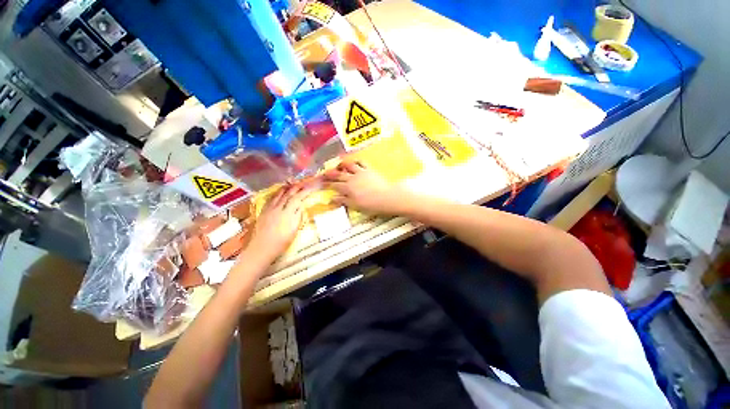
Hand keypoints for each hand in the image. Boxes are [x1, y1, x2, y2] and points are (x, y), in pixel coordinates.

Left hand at [247, 185, 312, 264]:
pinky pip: (271, 199)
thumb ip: (298, 216)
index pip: (298, 198)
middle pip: (288, 194)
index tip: (311, 187)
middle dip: (296, 188)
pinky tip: (278, 193)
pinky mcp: (263, 211)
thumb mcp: (294, 230)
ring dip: (286, 188)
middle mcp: (278, 208)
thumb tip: (301, 205)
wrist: (262, 248)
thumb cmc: (282, 242)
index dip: (305, 192)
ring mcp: (269, 209)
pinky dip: (276, 194)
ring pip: (279, 195)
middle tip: (302, 183)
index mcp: (288, 213)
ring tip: (291, 184)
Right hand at [324, 161, 405, 213]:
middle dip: (330, 174)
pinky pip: (361, 162)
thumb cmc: (371, 205)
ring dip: (342, 165)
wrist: (386, 198)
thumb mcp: (355, 205)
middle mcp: (352, 178)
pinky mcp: (369, 170)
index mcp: (348, 188)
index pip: (334, 185)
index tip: (321, 183)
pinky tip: (354, 161)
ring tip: (338, 164)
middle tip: (324, 172)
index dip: (327, 184)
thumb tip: (331, 198)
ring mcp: (361, 172)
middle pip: (339, 175)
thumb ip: (343, 201)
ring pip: (348, 166)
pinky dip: (356, 161)